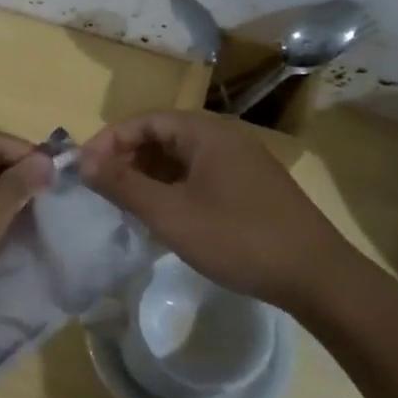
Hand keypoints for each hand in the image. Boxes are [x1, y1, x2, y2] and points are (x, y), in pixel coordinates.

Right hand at [78, 110, 342, 310]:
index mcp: (205, 132)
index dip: (108, 141)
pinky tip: (162, 218)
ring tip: (124, 206)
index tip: (82, 169)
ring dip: (148, 177)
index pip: (144, 121)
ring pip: (180, 160)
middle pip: (162, 137)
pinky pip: (198, 177)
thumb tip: (82, 161)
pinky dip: (172, 190)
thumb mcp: (170, 213)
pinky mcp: (249, 188)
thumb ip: (123, 185)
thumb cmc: (237, 238)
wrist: (315, 275)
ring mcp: (240, 163)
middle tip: (99, 190)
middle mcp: (223, 138)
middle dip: (126, 160)